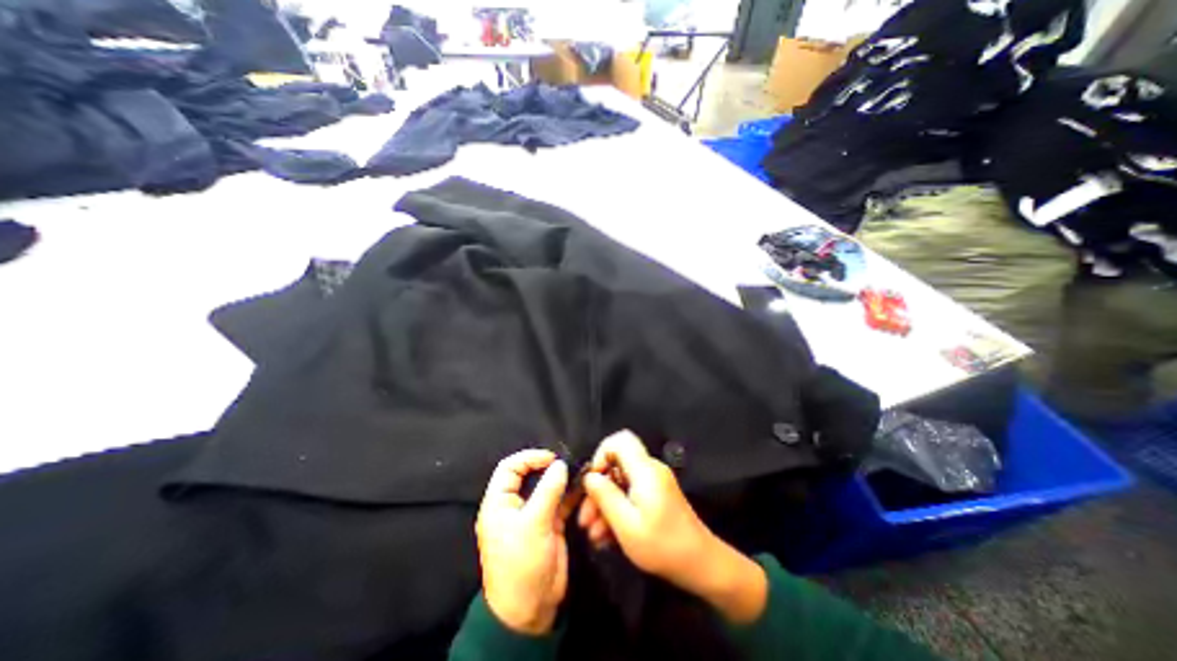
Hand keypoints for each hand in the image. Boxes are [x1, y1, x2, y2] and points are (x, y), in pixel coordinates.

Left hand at [477, 448, 569, 633]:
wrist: (530, 611)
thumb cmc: (522, 564)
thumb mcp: (534, 525)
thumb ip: (548, 491)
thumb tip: (561, 464)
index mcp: (499, 503)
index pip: (510, 468)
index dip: (529, 458)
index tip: (552, 458)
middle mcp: (515, 505)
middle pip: (531, 475)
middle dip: (550, 468)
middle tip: (569, 465)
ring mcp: (533, 514)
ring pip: (548, 488)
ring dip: (563, 481)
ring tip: (581, 473)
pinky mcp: (549, 524)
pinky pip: (560, 502)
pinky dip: (571, 495)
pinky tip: (584, 489)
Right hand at [577, 432, 772, 621]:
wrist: (701, 565)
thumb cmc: (662, 545)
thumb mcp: (627, 525)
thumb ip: (605, 496)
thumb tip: (589, 477)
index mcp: (645, 470)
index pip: (620, 440)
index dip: (601, 454)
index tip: (592, 481)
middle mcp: (650, 470)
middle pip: (616, 465)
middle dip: (598, 489)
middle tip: (585, 519)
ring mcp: (654, 484)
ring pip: (621, 483)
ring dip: (605, 505)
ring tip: (593, 534)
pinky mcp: (656, 497)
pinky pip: (630, 495)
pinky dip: (617, 511)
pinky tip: (606, 537)